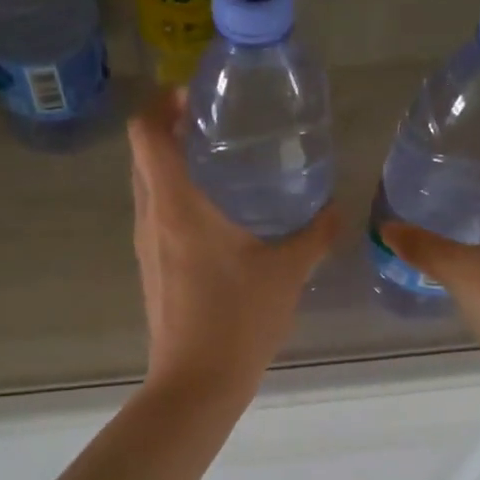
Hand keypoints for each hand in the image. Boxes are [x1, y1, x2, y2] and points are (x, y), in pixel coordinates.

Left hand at [129, 90, 337, 400]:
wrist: (197, 382)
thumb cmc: (238, 319)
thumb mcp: (286, 272)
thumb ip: (314, 235)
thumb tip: (336, 210)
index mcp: (176, 205)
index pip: (145, 133)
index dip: (160, 103)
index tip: (192, 96)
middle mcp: (152, 217)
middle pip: (142, 154)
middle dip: (169, 129)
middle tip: (213, 123)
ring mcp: (146, 244)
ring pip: (146, 185)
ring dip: (171, 163)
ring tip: (218, 161)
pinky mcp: (151, 267)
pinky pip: (155, 214)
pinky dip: (175, 196)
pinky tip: (217, 213)